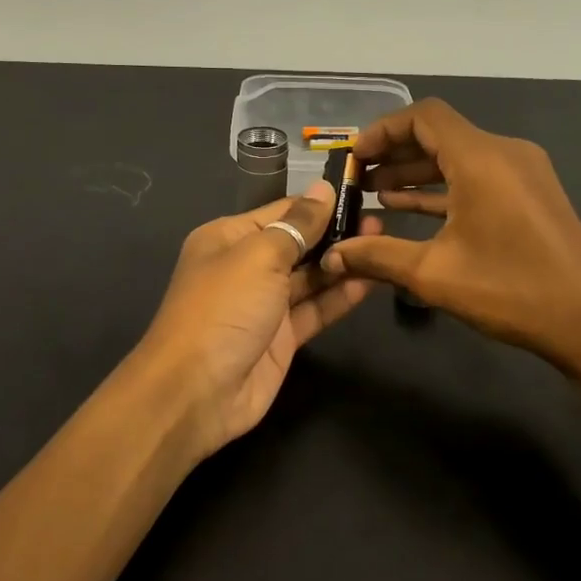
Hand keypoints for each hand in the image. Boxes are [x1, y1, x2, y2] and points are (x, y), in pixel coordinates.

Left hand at [137, 184, 380, 459]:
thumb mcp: (259, 256)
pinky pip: (315, 309)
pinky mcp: (282, 338)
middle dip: (336, 234)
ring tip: (384, 246)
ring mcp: (265, 305)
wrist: (197, 390)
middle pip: (298, 244)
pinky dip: (341, 296)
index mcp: (229, 238)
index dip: (319, 205)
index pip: (282, 212)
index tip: (362, 195)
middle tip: (381, 224)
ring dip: (343, 263)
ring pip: (310, 278)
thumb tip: (324, 190)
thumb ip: (297, 225)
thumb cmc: (224, 308)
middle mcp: (246, 267)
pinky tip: (372, 280)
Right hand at [321, 99, 580, 375]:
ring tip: (376, 196)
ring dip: (417, 172)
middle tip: (357, 180)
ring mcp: (523, 173)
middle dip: (395, 154)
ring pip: (459, 157)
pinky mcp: (532, 195)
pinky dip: (444, 187)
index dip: (383, 130)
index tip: (354, 157)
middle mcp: (504, 153)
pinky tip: (411, 209)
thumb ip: (377, 257)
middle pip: (440, 134)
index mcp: (481, 159)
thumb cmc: (510, 290)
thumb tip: (331, 256)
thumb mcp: (434, 274)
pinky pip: (479, 177)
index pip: (424, 117)